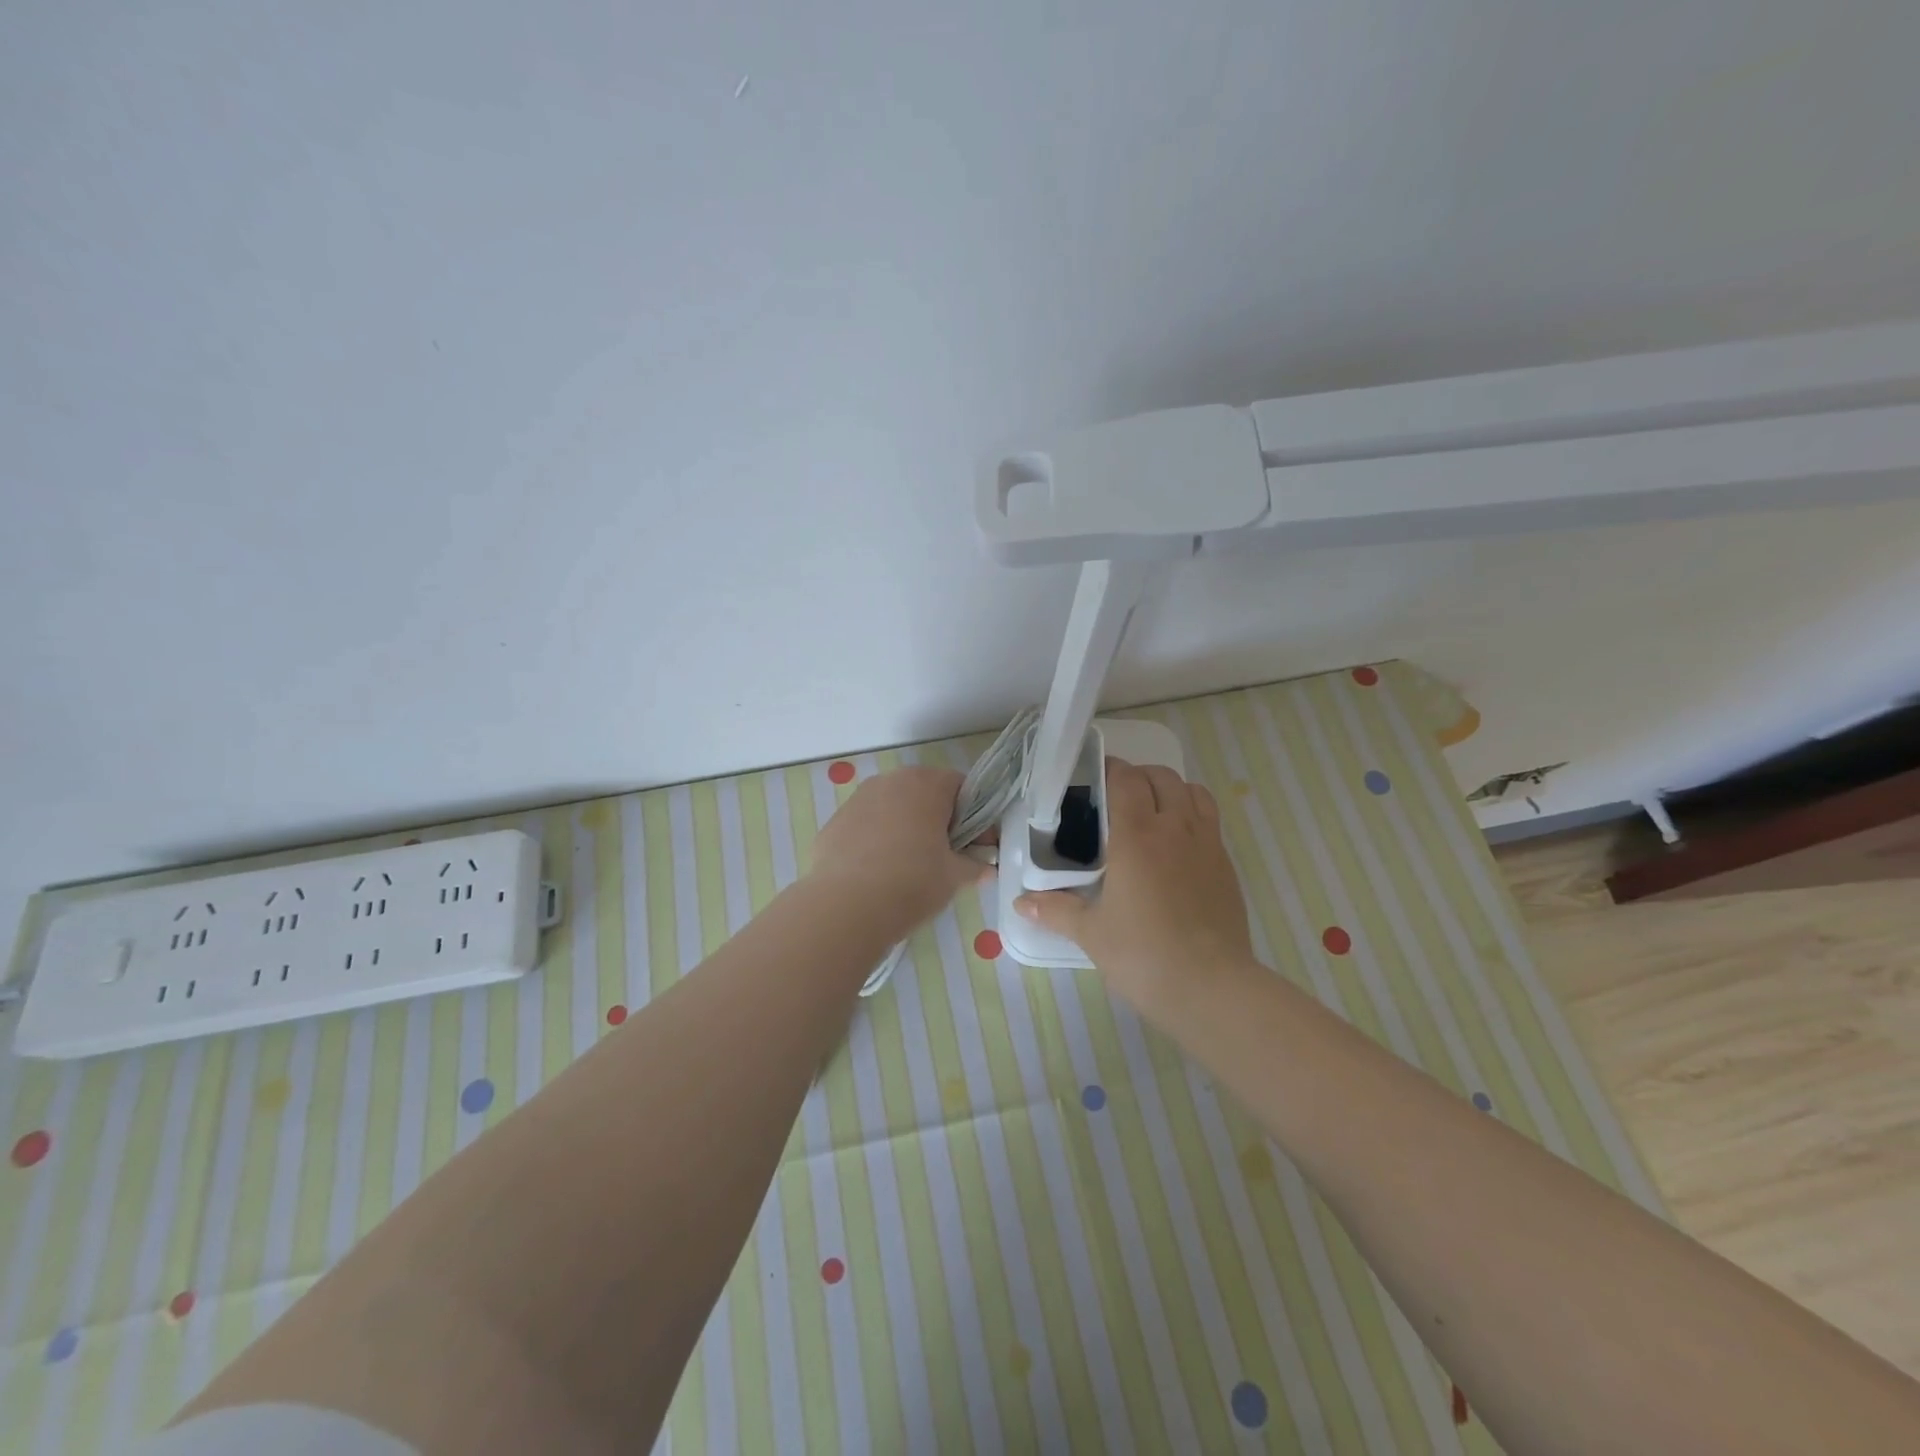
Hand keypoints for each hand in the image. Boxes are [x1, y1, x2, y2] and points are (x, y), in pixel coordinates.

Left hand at [808, 766, 988, 930]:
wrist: (845, 908)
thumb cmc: (912, 882)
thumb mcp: (954, 876)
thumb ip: (974, 865)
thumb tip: (985, 867)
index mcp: (926, 784)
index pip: (961, 787)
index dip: (974, 816)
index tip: (976, 846)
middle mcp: (891, 781)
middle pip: (925, 793)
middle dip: (938, 820)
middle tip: (945, 857)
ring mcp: (858, 798)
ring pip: (893, 808)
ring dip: (906, 827)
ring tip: (909, 866)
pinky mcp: (835, 821)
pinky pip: (867, 824)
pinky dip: (877, 840)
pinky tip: (878, 872)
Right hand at [1016, 759, 1254, 1019]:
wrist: (1211, 988)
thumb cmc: (1143, 955)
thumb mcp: (1091, 933)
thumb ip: (1055, 910)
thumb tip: (1020, 903)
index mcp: (1137, 836)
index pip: (1126, 779)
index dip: (1109, 770)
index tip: (1092, 779)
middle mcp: (1175, 828)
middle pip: (1161, 777)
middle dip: (1138, 777)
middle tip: (1117, 799)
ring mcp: (1207, 844)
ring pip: (1193, 792)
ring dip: (1171, 791)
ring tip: (1152, 813)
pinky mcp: (1227, 865)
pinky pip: (1210, 821)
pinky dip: (1192, 816)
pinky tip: (1177, 848)